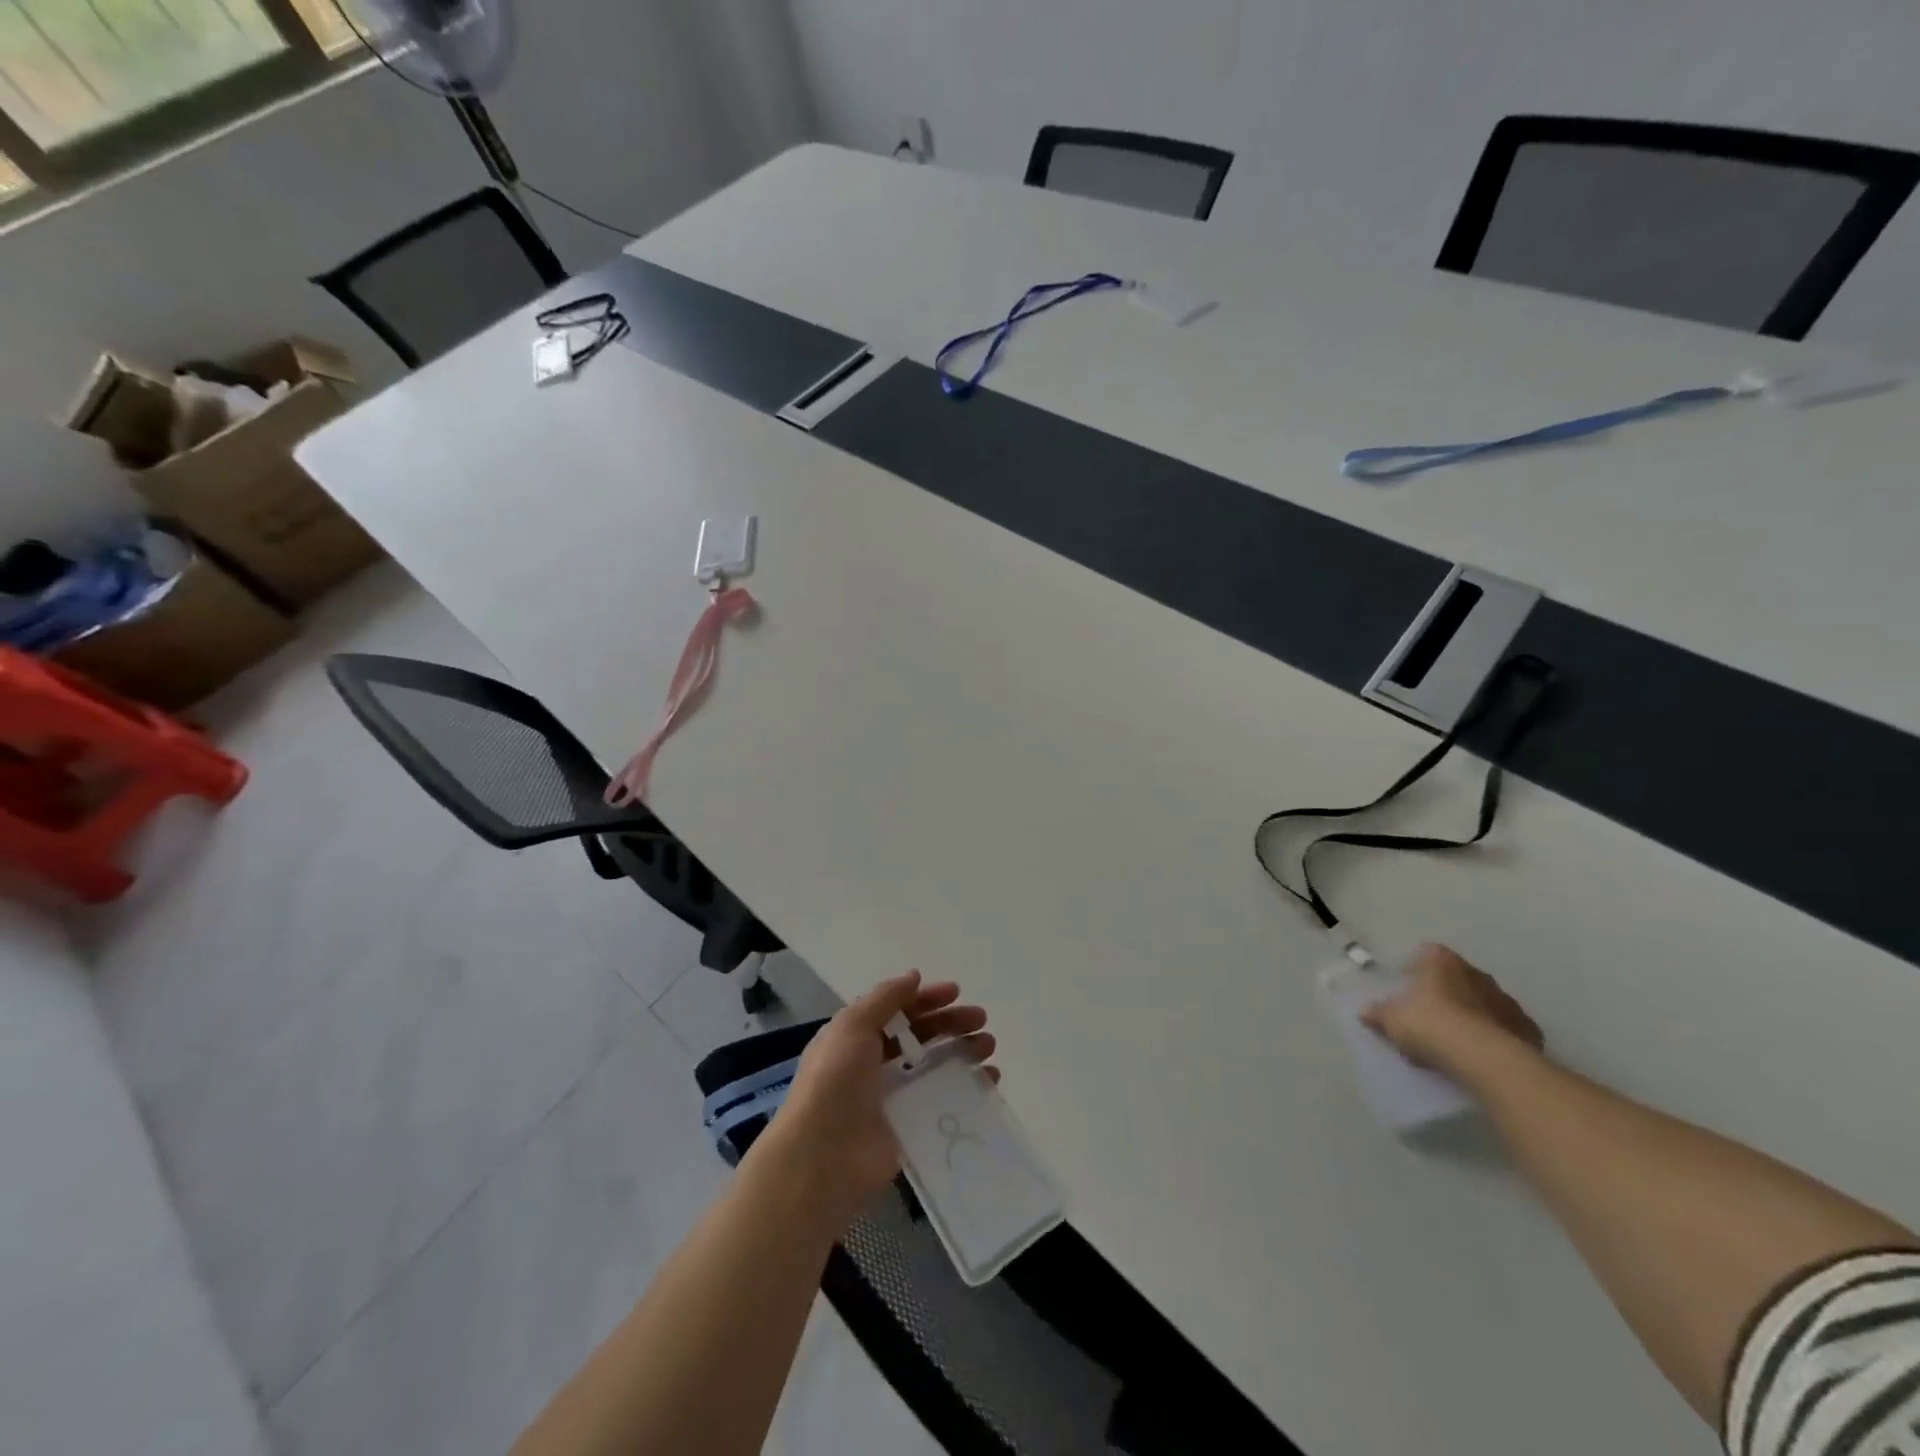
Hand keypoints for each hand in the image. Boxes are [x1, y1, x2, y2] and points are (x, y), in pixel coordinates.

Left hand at [759, 971, 995, 1225]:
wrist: (822, 1158)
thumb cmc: (835, 1082)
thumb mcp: (853, 1026)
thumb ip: (885, 998)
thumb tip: (914, 975)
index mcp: (857, 1037)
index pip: (897, 1010)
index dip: (926, 998)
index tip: (957, 992)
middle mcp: (875, 1064)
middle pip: (921, 1035)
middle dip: (951, 1023)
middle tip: (981, 1020)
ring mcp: (893, 1097)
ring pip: (936, 1066)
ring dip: (963, 1052)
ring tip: (989, 1048)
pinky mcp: (910, 1128)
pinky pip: (943, 1102)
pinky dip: (967, 1089)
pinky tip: (989, 1081)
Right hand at [1360, 943, 1542, 1075]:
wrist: (1484, 1059)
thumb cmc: (1430, 1024)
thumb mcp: (1392, 1020)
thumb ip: (1379, 1014)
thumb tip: (1366, 1012)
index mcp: (1442, 962)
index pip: (1428, 954)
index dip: (1416, 970)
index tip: (1408, 990)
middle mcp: (1476, 974)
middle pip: (1458, 978)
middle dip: (1446, 994)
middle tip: (1430, 1018)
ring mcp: (1506, 1001)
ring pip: (1484, 1003)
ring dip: (1472, 1016)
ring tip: (1456, 1043)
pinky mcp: (1528, 1029)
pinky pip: (1506, 1029)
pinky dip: (1496, 1039)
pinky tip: (1482, 1057)